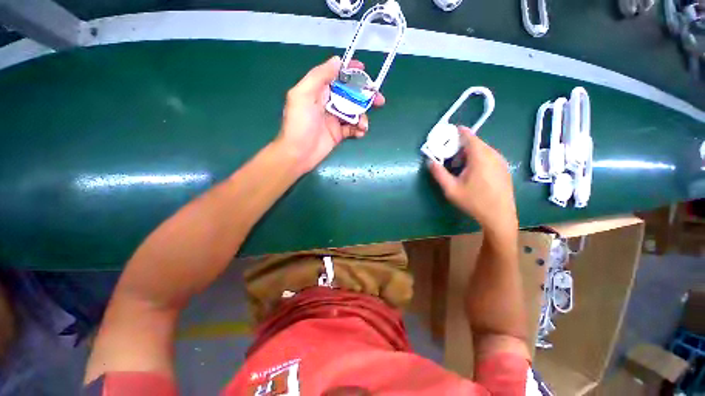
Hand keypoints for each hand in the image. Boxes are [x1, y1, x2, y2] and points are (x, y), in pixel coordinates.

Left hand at [275, 56, 385, 173]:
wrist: (298, 154)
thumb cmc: (299, 124)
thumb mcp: (303, 95)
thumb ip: (319, 76)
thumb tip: (337, 61)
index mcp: (318, 91)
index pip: (337, 76)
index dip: (350, 72)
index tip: (364, 70)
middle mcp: (328, 103)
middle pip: (350, 94)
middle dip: (365, 95)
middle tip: (379, 100)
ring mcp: (334, 119)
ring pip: (354, 112)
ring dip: (363, 116)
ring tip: (363, 125)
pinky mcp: (338, 134)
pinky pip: (352, 129)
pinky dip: (359, 129)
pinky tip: (361, 132)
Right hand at [428, 127, 517, 235]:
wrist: (499, 216)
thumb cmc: (474, 202)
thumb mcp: (451, 189)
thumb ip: (439, 173)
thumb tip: (430, 161)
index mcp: (480, 157)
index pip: (468, 136)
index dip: (457, 132)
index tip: (447, 134)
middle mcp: (493, 154)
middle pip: (475, 142)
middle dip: (460, 146)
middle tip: (449, 156)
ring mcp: (501, 161)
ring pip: (482, 149)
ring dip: (469, 153)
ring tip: (459, 166)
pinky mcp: (504, 168)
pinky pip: (489, 156)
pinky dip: (478, 158)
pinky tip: (472, 173)